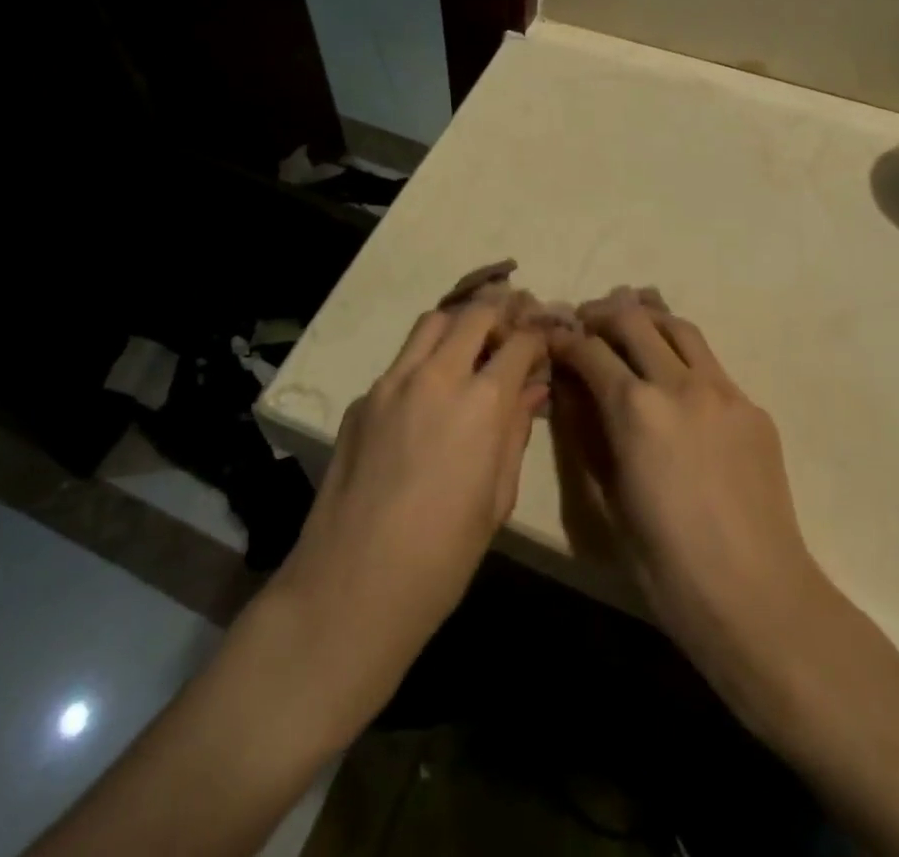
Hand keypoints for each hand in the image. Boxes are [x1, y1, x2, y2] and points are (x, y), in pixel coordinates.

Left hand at [271, 300, 549, 737]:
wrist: (351, 587)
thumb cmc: (442, 556)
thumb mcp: (497, 498)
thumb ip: (515, 432)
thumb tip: (532, 390)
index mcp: (480, 402)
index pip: (520, 341)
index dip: (539, 335)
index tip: (547, 339)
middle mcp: (436, 376)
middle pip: (474, 314)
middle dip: (502, 312)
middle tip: (514, 327)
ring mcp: (391, 383)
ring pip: (432, 323)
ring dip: (459, 324)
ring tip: (473, 344)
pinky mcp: (361, 400)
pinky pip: (400, 361)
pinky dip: (424, 360)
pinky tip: (429, 395)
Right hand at [548, 288, 835, 719]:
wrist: (757, 598)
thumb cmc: (667, 565)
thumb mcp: (607, 500)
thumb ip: (585, 434)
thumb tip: (568, 391)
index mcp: (636, 410)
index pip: (590, 351)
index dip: (565, 341)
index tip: (553, 340)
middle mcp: (679, 384)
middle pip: (634, 319)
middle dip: (601, 314)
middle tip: (586, 323)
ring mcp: (723, 391)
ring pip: (679, 327)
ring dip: (648, 319)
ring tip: (630, 328)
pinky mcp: (752, 407)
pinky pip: (711, 364)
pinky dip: (682, 356)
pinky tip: (675, 381)